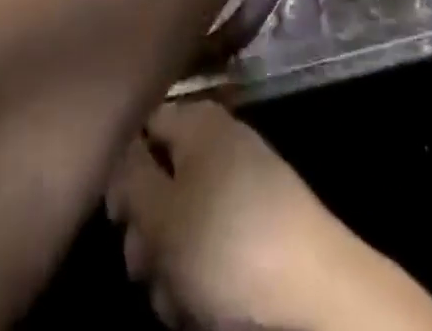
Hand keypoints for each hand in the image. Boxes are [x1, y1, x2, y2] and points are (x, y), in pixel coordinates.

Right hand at [104, 101, 431, 330]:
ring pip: (183, 218)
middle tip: (144, 271)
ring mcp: (242, 180)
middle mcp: (218, 139)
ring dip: (169, 264)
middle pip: (160, 178)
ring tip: (176, 302)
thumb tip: (118, 153)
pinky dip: (199, 273)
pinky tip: (199, 310)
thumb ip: (129, 177)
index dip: (121, 169)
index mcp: (197, 120)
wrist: (313, 289)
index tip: (117, 217)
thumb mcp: (161, 212)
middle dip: (145, 232)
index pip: (142, 127)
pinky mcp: (259, 221)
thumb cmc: (226, 243)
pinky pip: (212, 240)